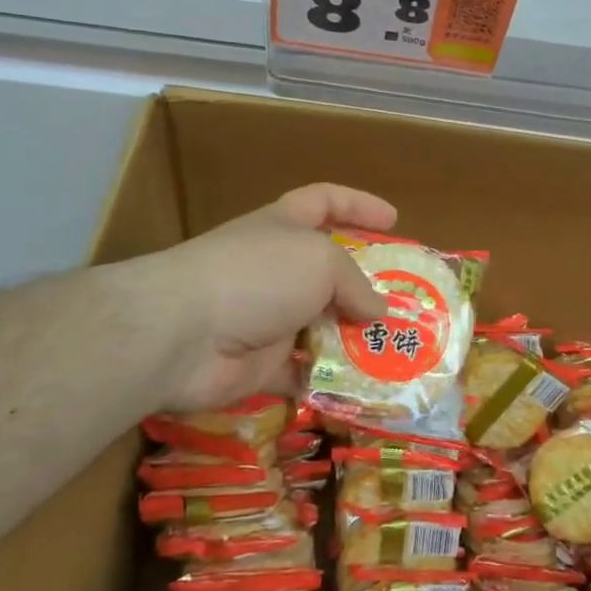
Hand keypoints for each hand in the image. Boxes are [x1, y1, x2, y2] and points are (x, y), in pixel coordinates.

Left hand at [144, 183, 395, 412]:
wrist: (183, 334)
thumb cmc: (258, 275)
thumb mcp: (320, 261)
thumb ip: (356, 283)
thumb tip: (378, 311)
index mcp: (284, 226)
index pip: (325, 201)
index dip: (359, 205)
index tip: (394, 220)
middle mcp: (275, 267)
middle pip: (327, 271)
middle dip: (366, 286)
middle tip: (407, 304)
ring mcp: (265, 316)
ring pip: (320, 325)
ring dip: (354, 339)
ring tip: (397, 352)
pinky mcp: (259, 363)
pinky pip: (303, 371)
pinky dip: (329, 380)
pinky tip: (363, 388)